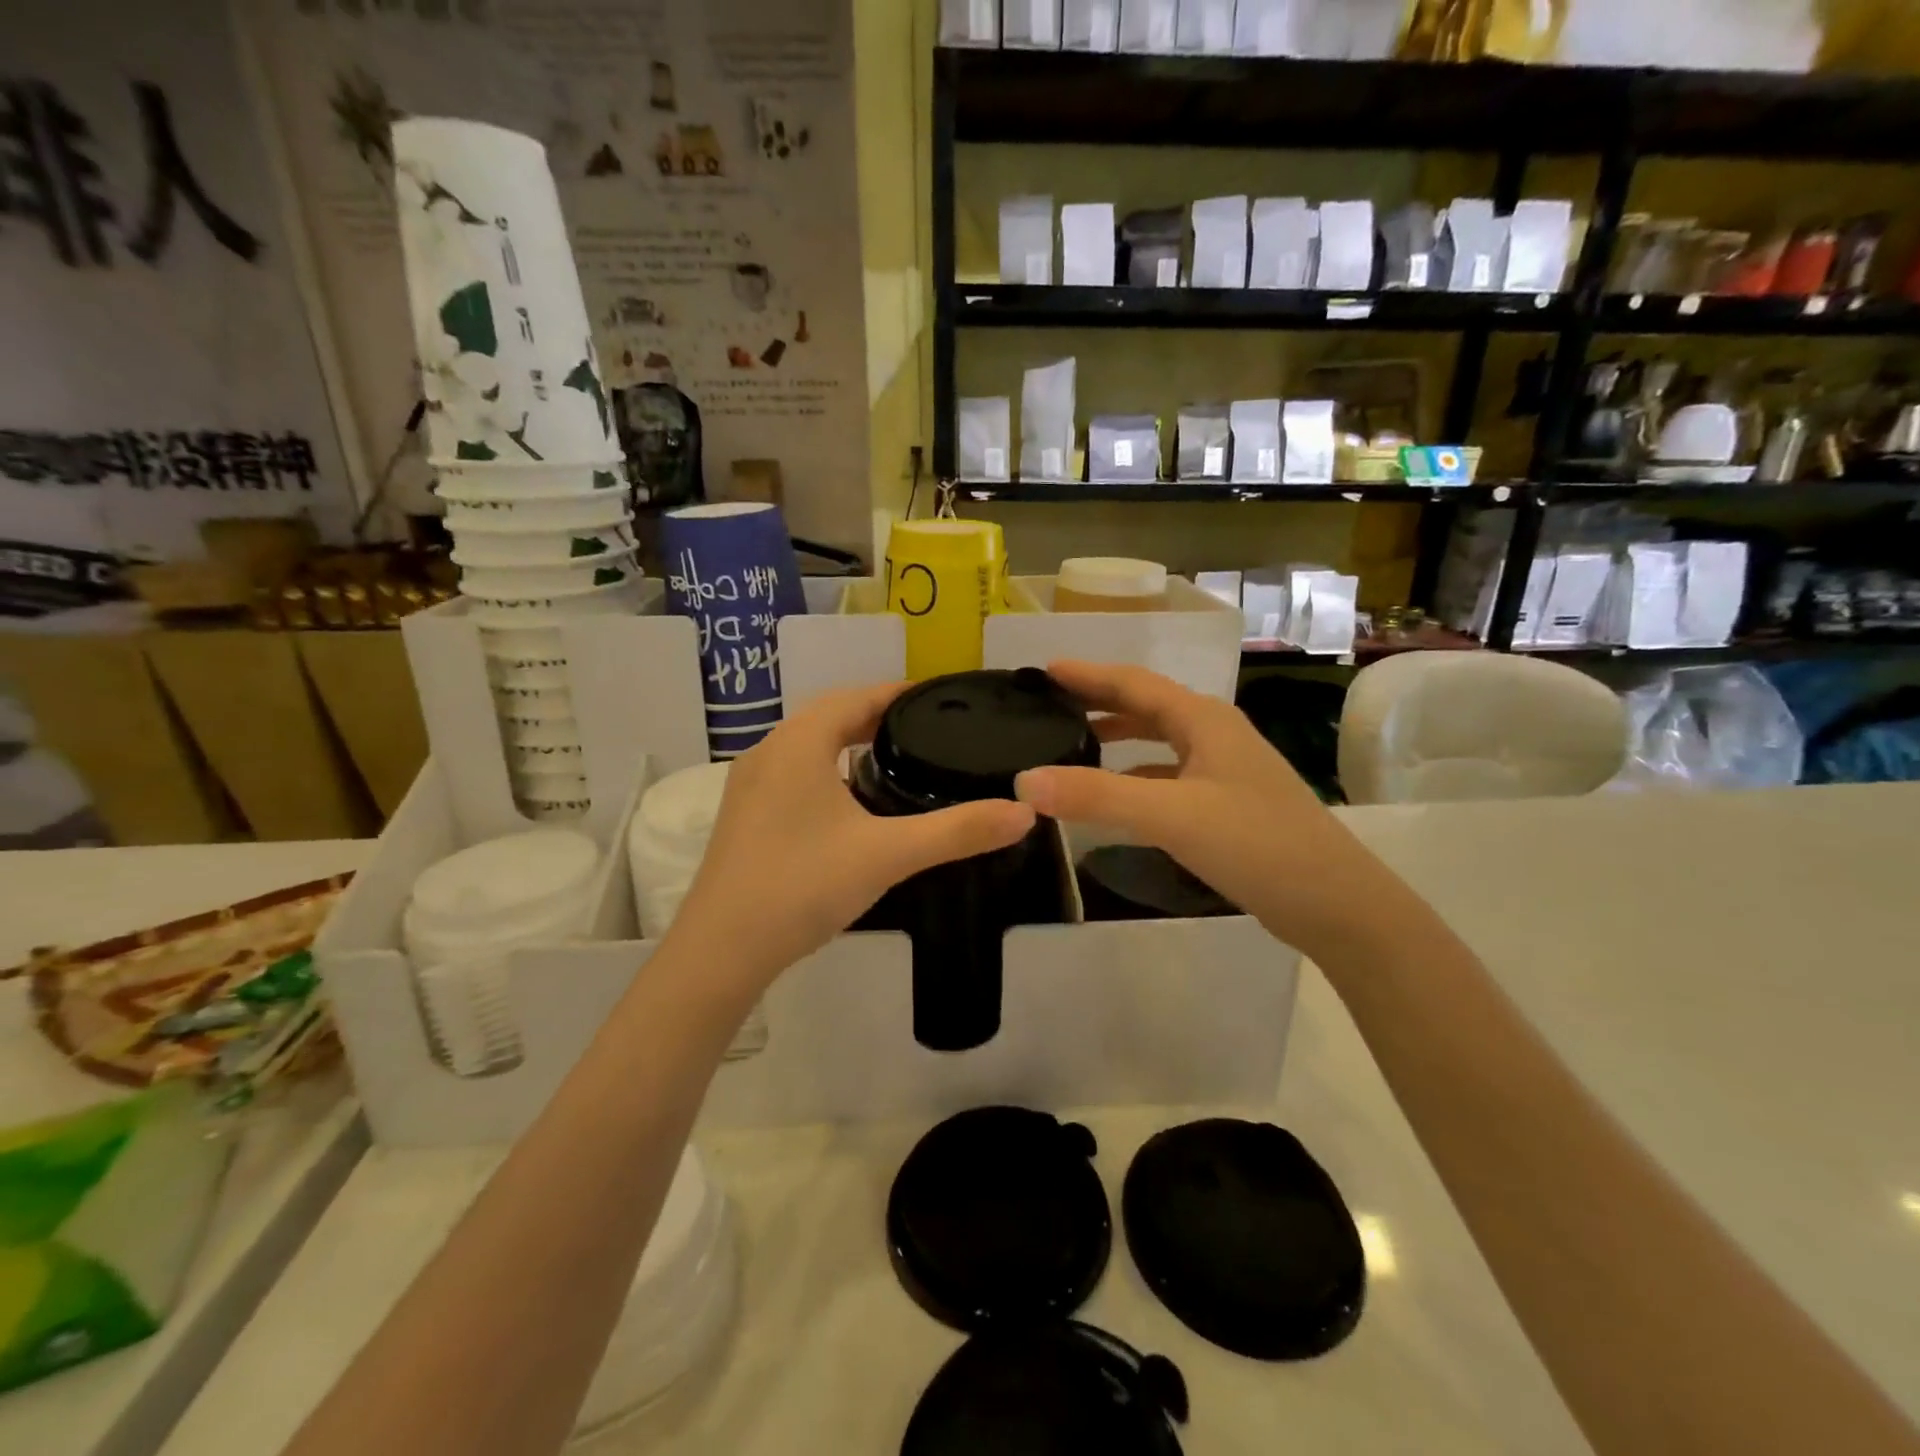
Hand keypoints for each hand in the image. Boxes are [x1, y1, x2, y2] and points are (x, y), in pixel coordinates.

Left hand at [668, 684, 1037, 993]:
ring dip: (848, 742)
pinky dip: (828, 771)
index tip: (940, 698)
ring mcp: (750, 785)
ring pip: (809, 746)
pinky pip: (795, 773)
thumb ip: (957, 831)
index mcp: (800, 743)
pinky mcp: (745, 815)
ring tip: (898, 759)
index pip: (857, 696)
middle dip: (877, 716)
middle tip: (929, 729)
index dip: (899, 693)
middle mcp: (770, 751)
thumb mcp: (888, 855)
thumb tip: (1024, 813)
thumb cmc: (803, 886)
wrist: (721, 950)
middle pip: (831, 716)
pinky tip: (851, 804)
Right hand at [1014, 661, 1392, 961]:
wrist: (1335, 903)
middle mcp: (1215, 735)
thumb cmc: (1257, 844)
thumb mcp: (1171, 816)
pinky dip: (1137, 776)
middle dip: (1099, 701)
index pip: (1134, 683)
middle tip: (1051, 706)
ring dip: (1119, 737)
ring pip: (1160, 742)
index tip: (1044, 671)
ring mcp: (1225, 771)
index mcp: (1204, 720)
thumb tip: (1024, 780)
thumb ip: (1098, 797)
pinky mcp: (1227, 805)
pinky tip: (1118, 797)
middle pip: (1147, 706)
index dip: (1087, 675)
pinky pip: (1170, 776)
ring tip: (1075, 744)